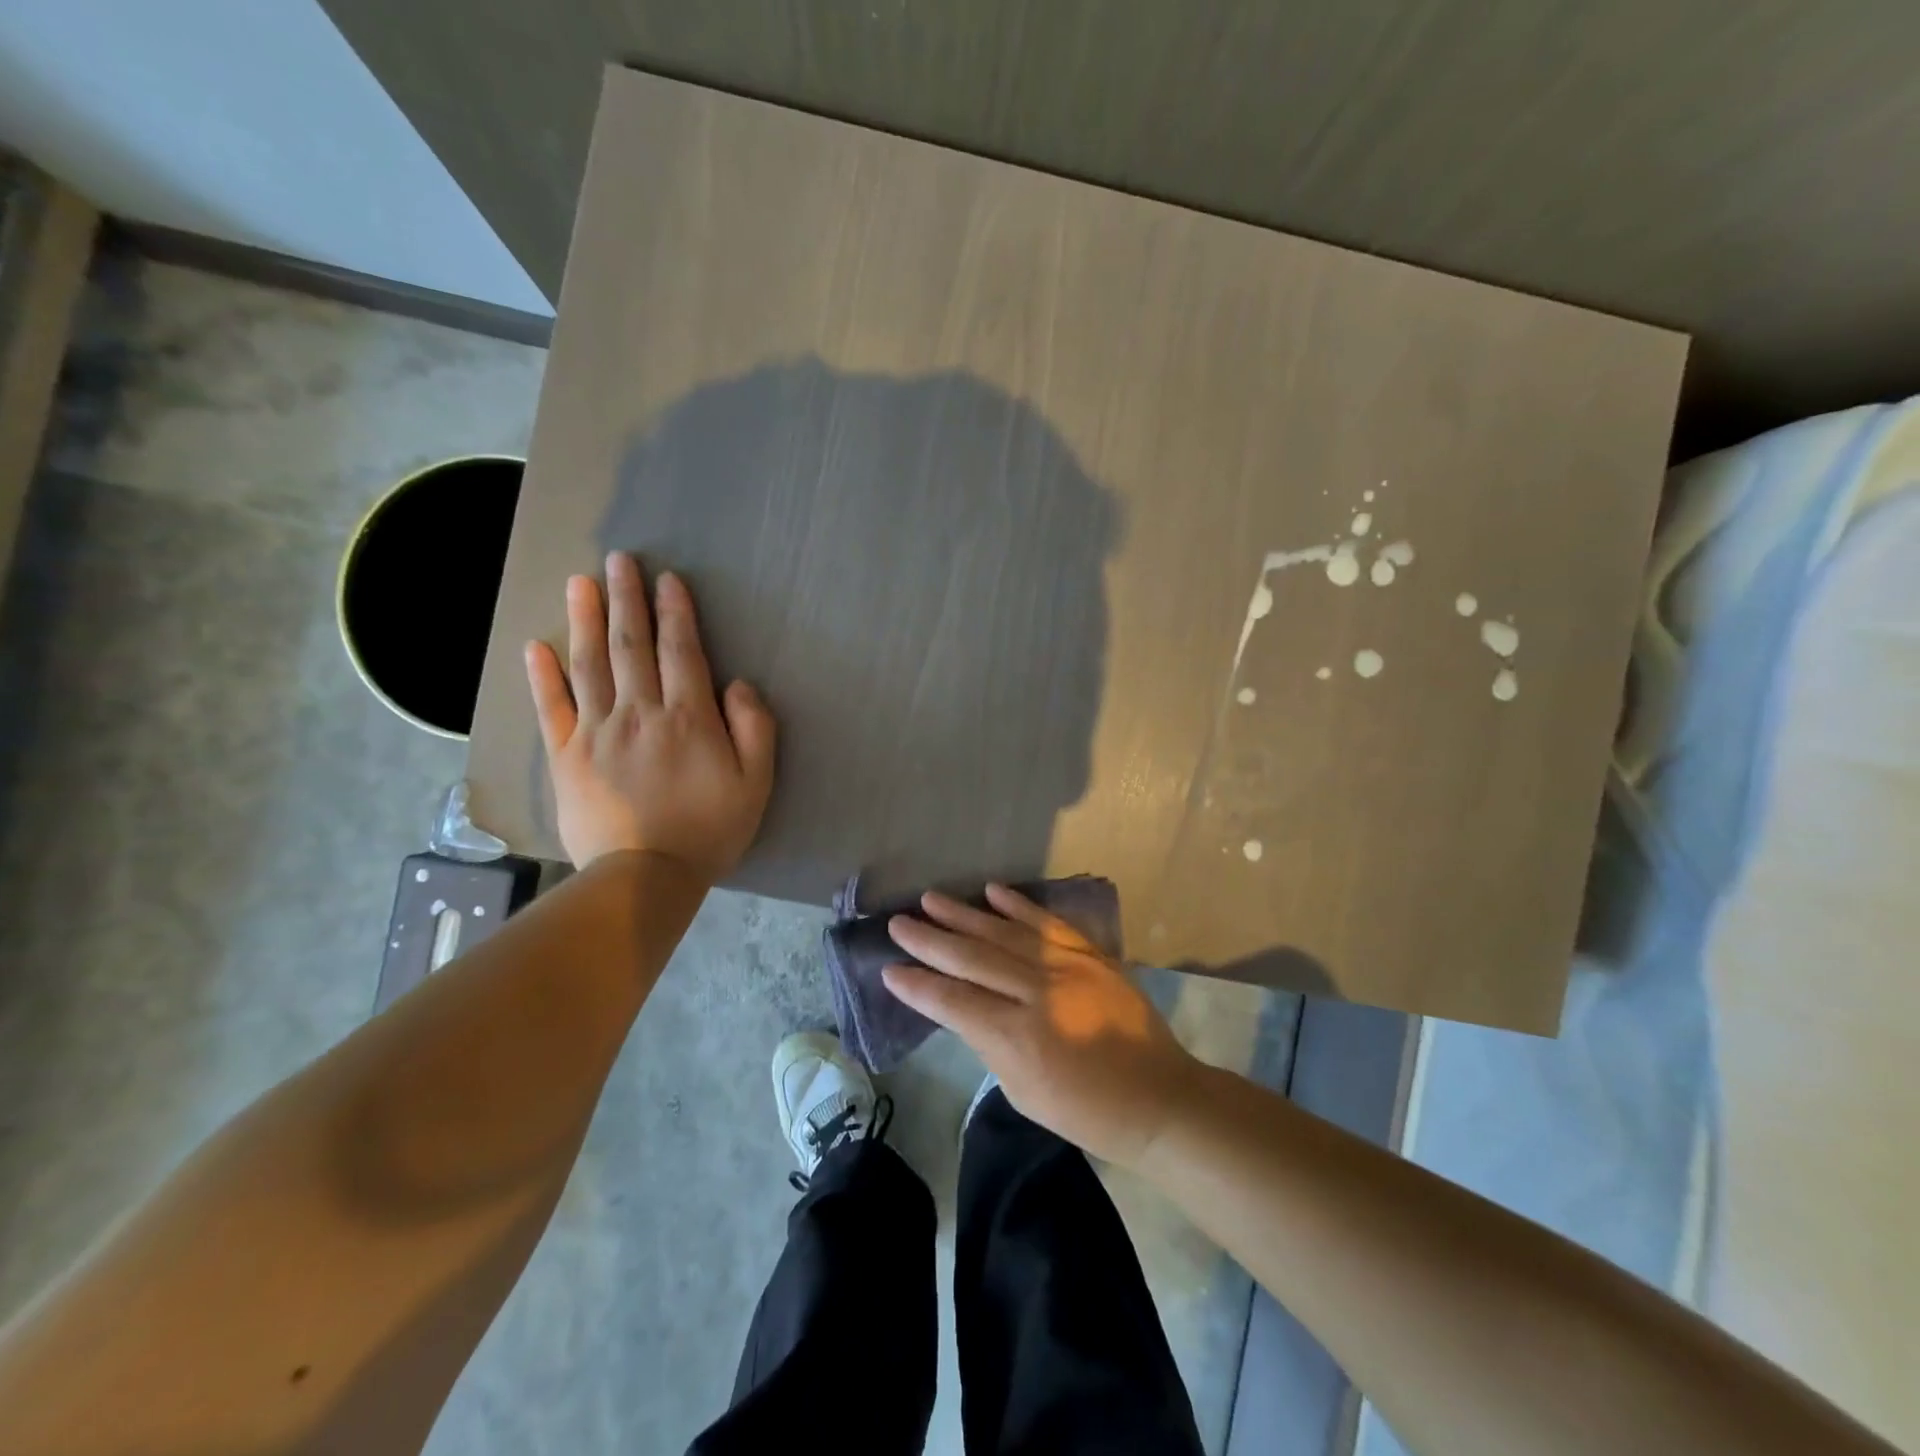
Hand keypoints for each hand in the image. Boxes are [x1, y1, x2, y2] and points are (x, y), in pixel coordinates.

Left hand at [524, 552, 776, 874]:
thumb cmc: (710, 829)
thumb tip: (737, 684)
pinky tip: (535, 646)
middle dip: (627, 599)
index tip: (667, 578)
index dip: (674, 612)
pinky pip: (551, 709)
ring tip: (579, 583)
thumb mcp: (757, 782)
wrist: (646, 876)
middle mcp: (639, 712)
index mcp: (687, 717)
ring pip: (589, 665)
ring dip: (585, 621)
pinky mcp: (566, 757)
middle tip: (619, 560)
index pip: (679, 650)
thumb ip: (754, 728)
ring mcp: (596, 732)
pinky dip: (542, 677)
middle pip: (632, 646)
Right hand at [883, 885, 1200, 1166]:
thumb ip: (989, 1043)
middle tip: (897, 922)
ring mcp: (1067, 967)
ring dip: (964, 914)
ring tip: (930, 898)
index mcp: (1017, 1037)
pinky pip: (1047, 922)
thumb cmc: (1086, 1112)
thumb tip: (961, 1006)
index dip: (918, 985)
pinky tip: (991, 891)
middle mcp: (1037, 993)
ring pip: (1004, 932)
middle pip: (972, 958)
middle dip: (929, 940)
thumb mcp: (1023, 1092)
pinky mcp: (1090, 954)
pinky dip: (1018, 904)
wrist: (1159, 1097)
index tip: (889, 969)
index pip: (953, 1002)